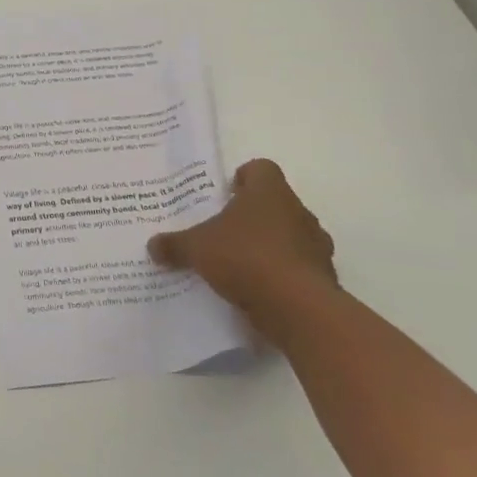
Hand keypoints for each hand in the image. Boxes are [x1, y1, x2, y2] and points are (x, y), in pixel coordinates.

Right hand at [148, 159, 336, 337]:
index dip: (243, 177)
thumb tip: (152, 245)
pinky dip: (280, 273)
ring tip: (239, 262)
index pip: (261, 169)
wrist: (298, 308)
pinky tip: (256, 288)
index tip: (225, 194)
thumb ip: (174, 244)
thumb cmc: (245, 258)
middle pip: (274, 203)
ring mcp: (316, 245)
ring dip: (269, 245)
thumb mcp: (196, 248)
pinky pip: (297, 267)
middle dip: (251, 215)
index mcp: (269, 192)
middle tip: (224, 230)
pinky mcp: (323, 277)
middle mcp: (298, 211)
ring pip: (289, 235)